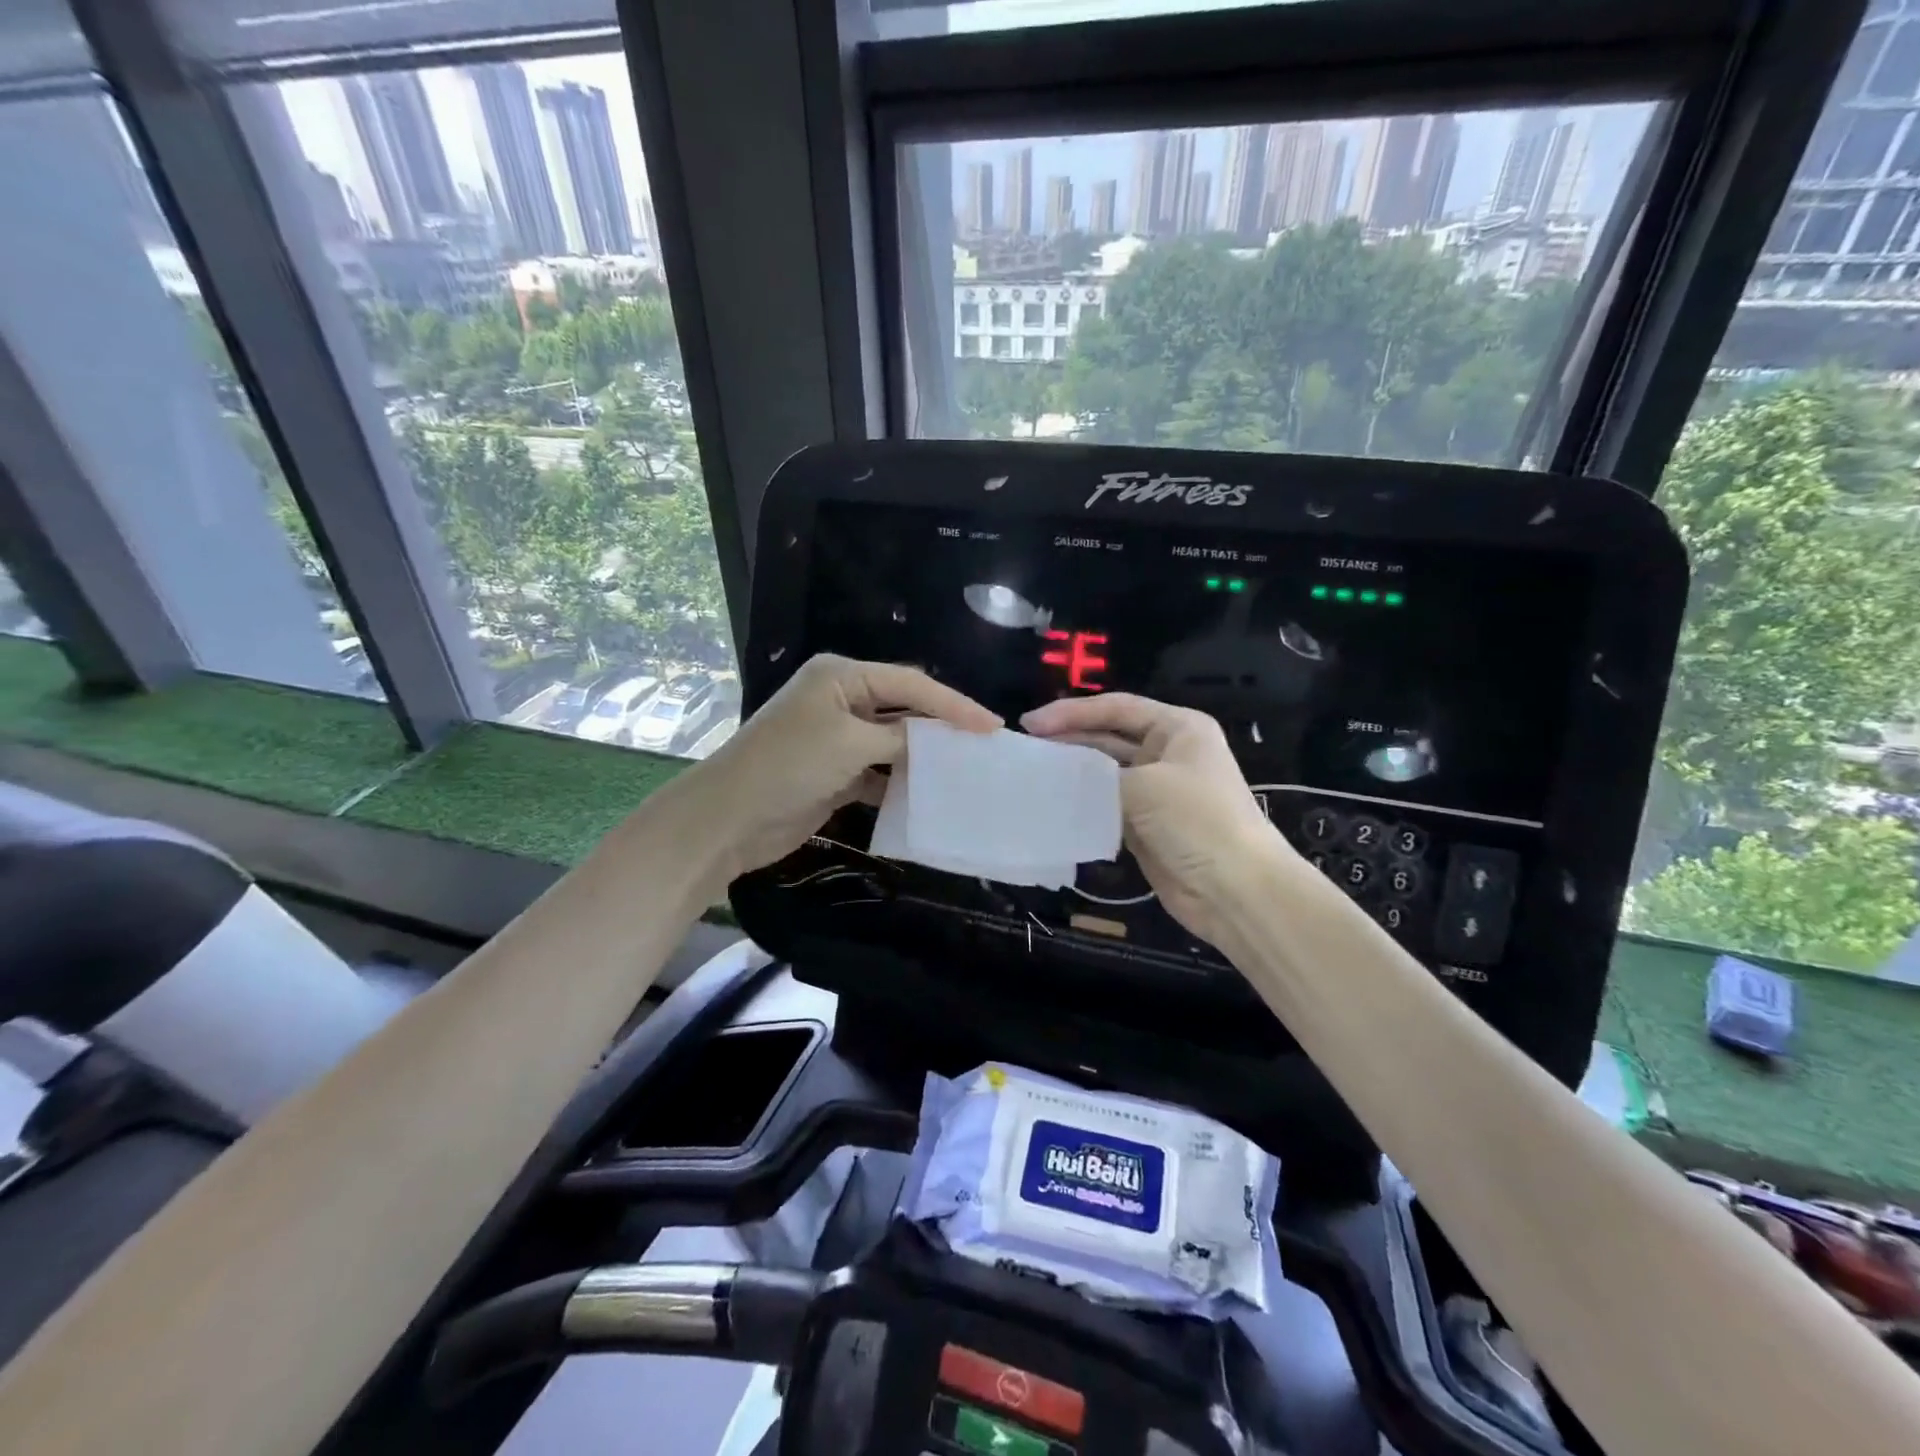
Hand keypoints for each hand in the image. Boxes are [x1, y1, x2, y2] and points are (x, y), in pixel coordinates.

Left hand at [701, 654, 999, 882]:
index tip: (992, 726)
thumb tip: (937, 742)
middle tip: (986, 745)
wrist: (729, 818)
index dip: (954, 704)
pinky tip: (930, 794)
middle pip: (904, 708)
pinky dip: (902, 782)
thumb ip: (901, 739)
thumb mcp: (851, 743)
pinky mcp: (835, 773)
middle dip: (942, 726)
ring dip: (924, 756)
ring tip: (967, 769)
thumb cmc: (789, 765)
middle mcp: (842, 700)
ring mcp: (838, 738)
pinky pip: (880, 772)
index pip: (911, 683)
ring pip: (894, 742)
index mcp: (842, 677)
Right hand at [1022, 693, 1291, 946]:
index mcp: (1177, 729)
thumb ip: (1096, 776)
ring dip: (1071, 773)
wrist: (1236, 891)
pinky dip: (1081, 803)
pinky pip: (1106, 805)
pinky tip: (1050, 803)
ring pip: (1103, 773)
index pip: (1116, 708)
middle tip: (1024, 749)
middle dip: (1067, 740)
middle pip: (1107, 738)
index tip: (1030, 724)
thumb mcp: (1145, 786)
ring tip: (1031, 774)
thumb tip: (1055, 776)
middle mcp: (1167, 753)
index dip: (1071, 712)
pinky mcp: (1145, 825)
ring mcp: (1156, 791)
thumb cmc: (1198, 821)